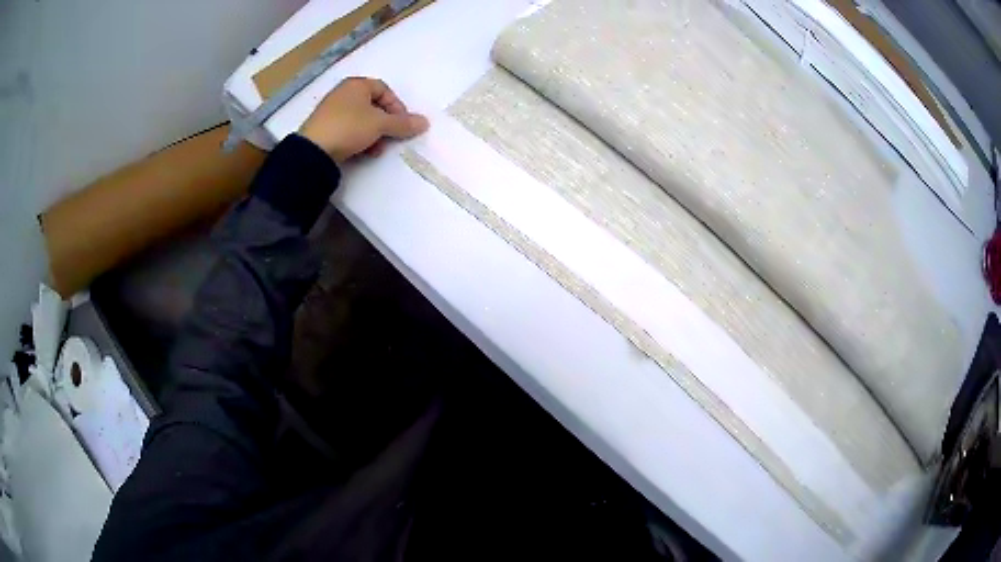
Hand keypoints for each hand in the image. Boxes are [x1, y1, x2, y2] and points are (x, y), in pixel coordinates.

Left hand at [299, 77, 429, 163]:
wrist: (314, 150)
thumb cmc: (349, 127)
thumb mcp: (380, 124)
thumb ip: (403, 123)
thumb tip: (425, 123)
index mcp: (356, 85)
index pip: (384, 90)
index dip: (397, 106)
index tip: (402, 123)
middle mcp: (343, 93)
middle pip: (373, 105)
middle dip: (385, 123)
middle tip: (391, 137)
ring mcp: (331, 110)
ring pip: (361, 119)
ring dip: (373, 133)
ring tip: (376, 149)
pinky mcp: (324, 127)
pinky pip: (348, 129)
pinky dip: (359, 138)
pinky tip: (362, 151)